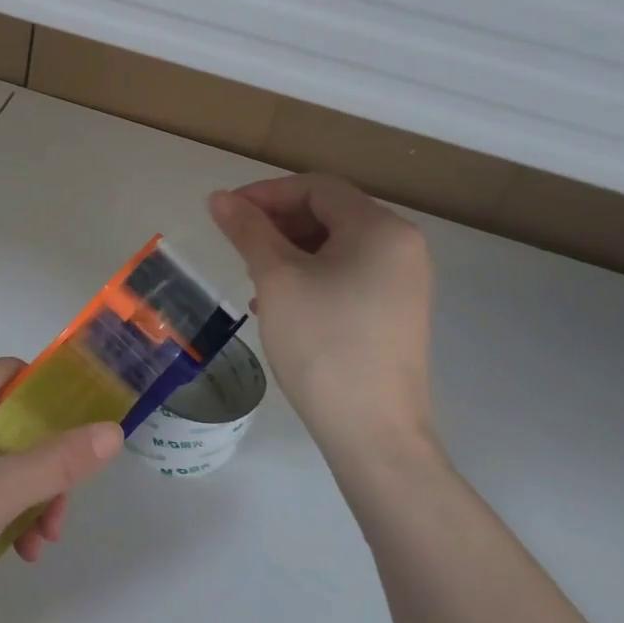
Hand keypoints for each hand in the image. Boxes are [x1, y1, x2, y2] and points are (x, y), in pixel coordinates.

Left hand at [0, 359, 121, 622]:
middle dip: (40, 469)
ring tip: (38, 544)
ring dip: (23, 495)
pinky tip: (11, 548)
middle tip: (58, 514)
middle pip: (7, 422)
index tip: (79, 442)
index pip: (12, 375)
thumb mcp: (1, 491)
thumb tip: (113, 431)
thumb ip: (59, 461)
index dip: (50, 403)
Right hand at [209, 175, 434, 462]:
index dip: (266, 194)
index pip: (316, 188)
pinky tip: (279, 304)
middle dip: (277, 223)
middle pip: (328, 213)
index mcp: (380, 229)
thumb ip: (248, 230)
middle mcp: (401, 247)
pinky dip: (310, 276)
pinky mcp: (396, 312)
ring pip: (334, 246)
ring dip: (289, 251)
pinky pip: (347, 274)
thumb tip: (220, 198)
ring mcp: (403, 282)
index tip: (227, 214)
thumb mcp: (276, 279)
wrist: (374, 434)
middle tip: (238, 247)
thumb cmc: (323, 344)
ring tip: (254, 278)